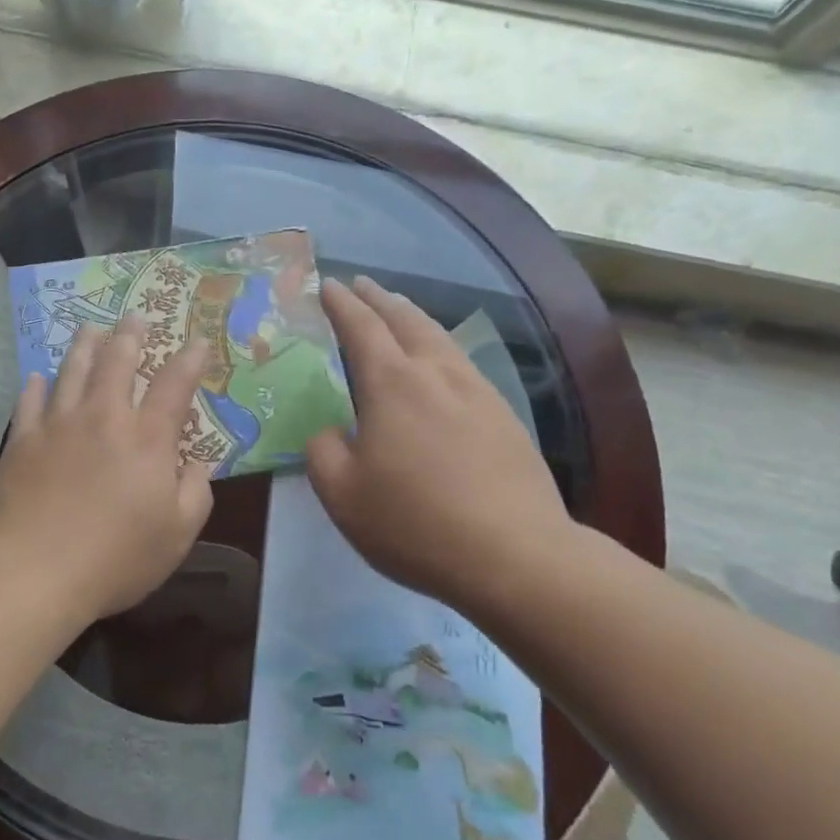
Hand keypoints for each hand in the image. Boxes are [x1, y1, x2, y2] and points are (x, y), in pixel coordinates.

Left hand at [0, 314, 214, 622]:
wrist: (34, 572)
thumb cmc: (116, 558)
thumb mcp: (177, 535)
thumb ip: (196, 492)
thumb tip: (199, 462)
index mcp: (147, 439)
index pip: (174, 385)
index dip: (189, 359)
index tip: (197, 340)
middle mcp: (104, 418)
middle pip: (117, 361)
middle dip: (130, 335)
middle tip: (135, 316)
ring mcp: (59, 425)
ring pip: (73, 370)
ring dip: (85, 345)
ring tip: (92, 327)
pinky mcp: (23, 441)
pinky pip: (30, 400)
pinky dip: (37, 384)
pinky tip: (39, 376)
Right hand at [305, 277, 580, 612]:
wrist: (516, 555)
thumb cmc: (416, 523)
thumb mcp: (342, 495)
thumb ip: (323, 451)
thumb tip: (331, 430)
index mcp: (391, 383)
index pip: (360, 326)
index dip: (340, 303)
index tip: (326, 284)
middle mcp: (435, 373)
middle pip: (405, 318)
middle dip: (378, 298)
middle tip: (360, 284)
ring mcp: (477, 390)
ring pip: (439, 336)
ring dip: (412, 316)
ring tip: (398, 310)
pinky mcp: (504, 415)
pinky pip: (462, 363)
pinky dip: (440, 346)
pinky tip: (441, 363)